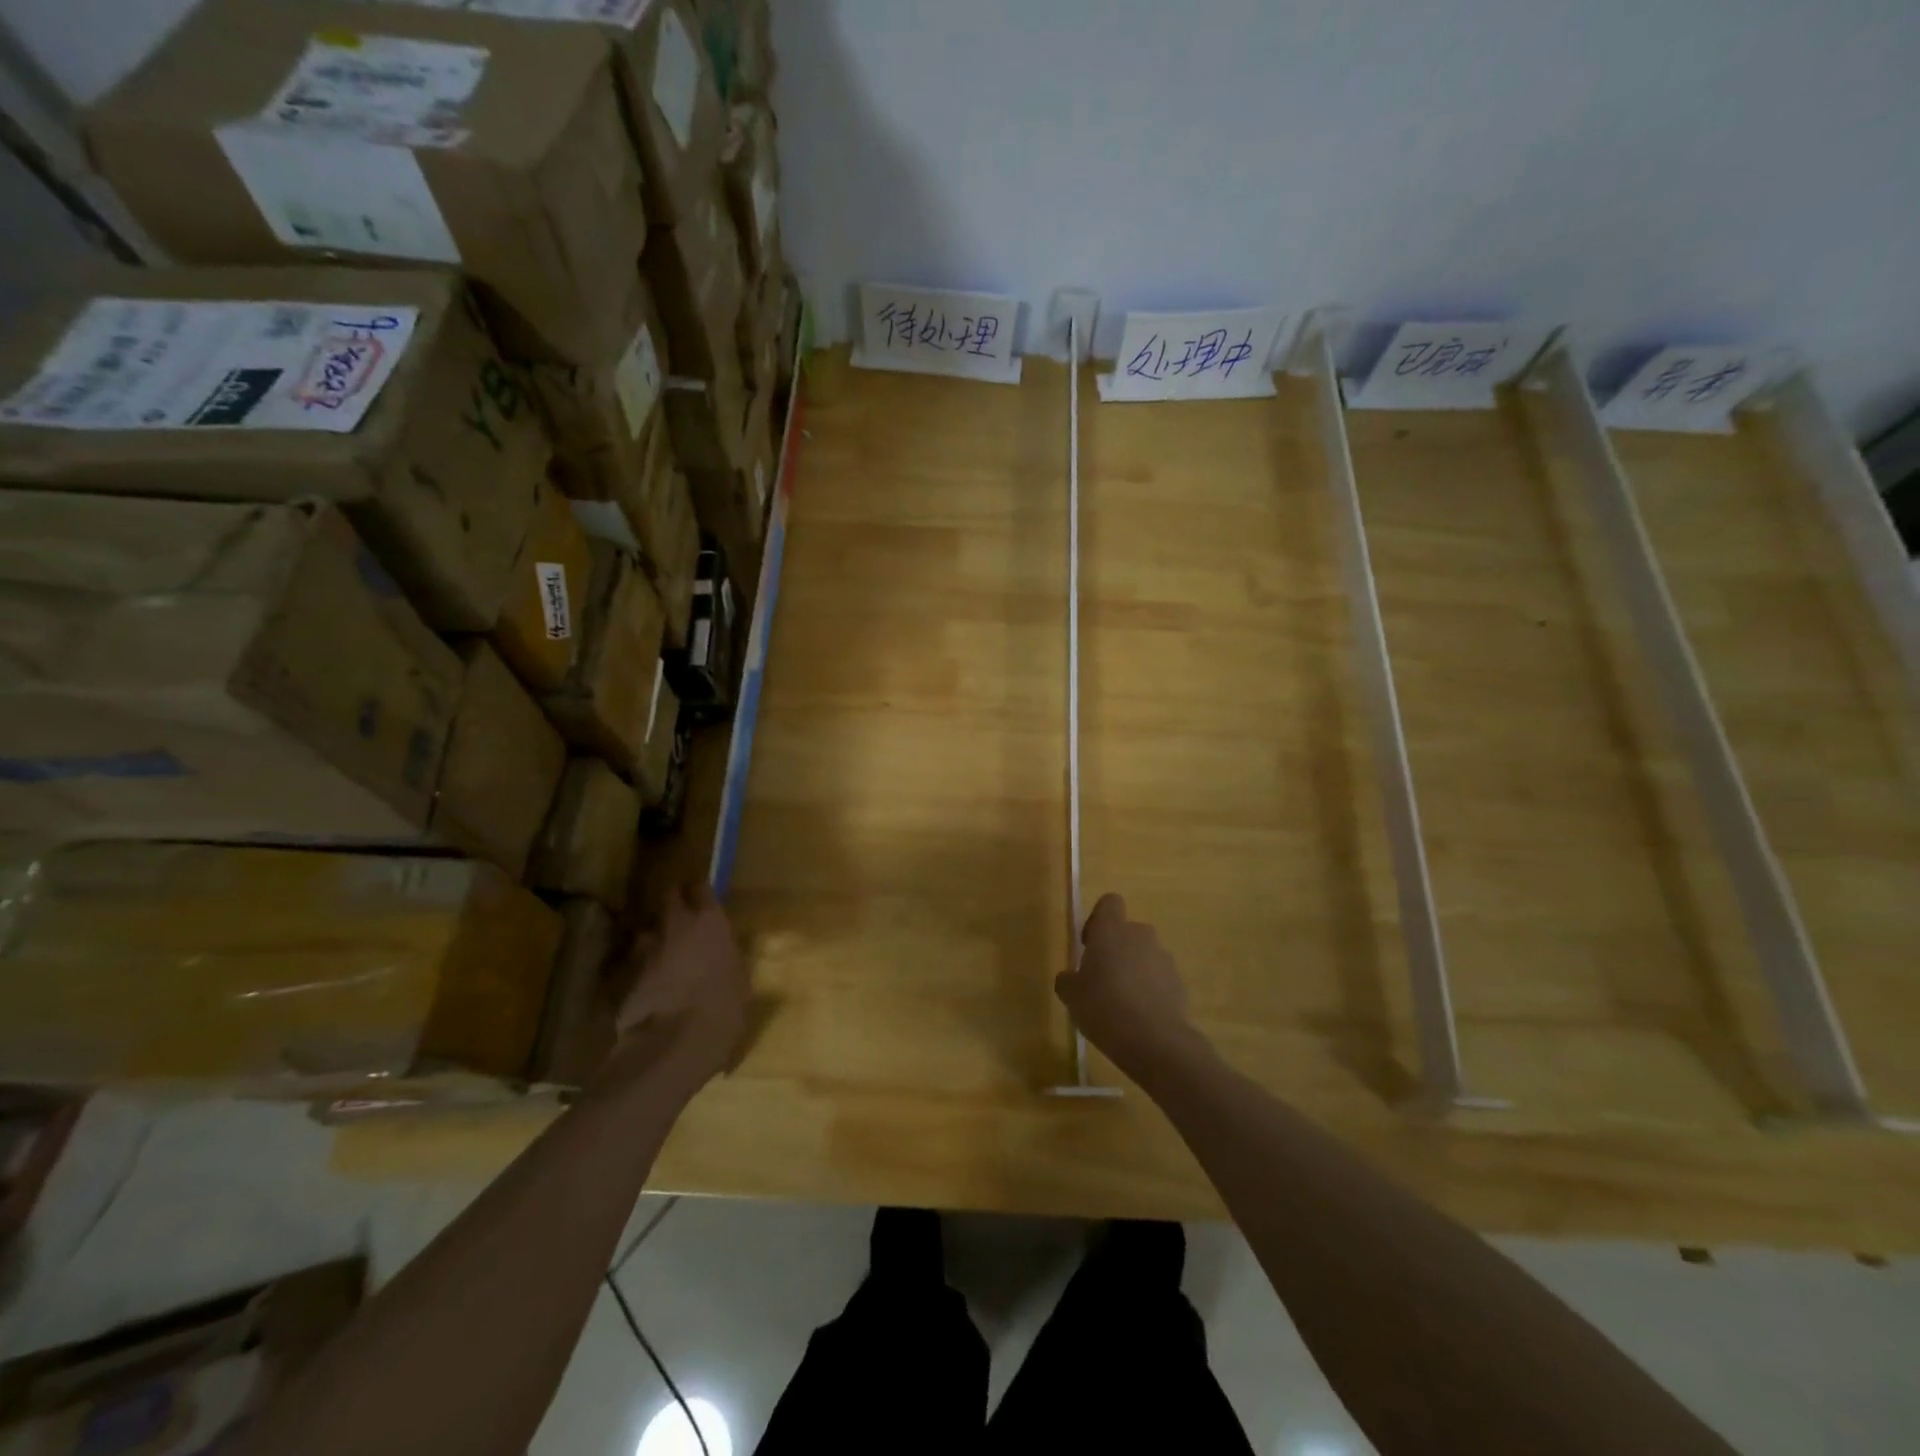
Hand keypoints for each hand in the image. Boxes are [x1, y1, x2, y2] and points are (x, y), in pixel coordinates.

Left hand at [613, 881, 749, 1088]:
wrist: (676, 1043)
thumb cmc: (724, 1007)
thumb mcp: (740, 979)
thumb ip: (727, 958)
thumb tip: (722, 957)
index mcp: (709, 922)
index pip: (699, 888)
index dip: (698, 892)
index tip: (699, 896)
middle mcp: (674, 926)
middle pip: (667, 899)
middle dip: (671, 904)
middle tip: (679, 919)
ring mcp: (644, 950)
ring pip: (646, 934)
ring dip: (653, 942)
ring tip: (661, 960)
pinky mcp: (622, 976)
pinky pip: (633, 967)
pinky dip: (640, 973)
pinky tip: (648, 991)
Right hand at [1055, 894, 1199, 1074]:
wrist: (1154, 1040)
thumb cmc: (1103, 1007)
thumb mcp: (1071, 996)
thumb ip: (1067, 980)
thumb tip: (1069, 978)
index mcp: (1111, 930)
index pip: (1109, 902)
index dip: (1098, 919)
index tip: (1089, 945)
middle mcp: (1140, 935)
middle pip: (1127, 931)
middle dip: (1116, 950)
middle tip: (1102, 979)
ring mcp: (1163, 958)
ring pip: (1144, 955)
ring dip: (1134, 970)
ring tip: (1122, 1003)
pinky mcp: (1179, 982)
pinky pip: (1159, 977)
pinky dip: (1150, 989)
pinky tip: (1140, 1016)